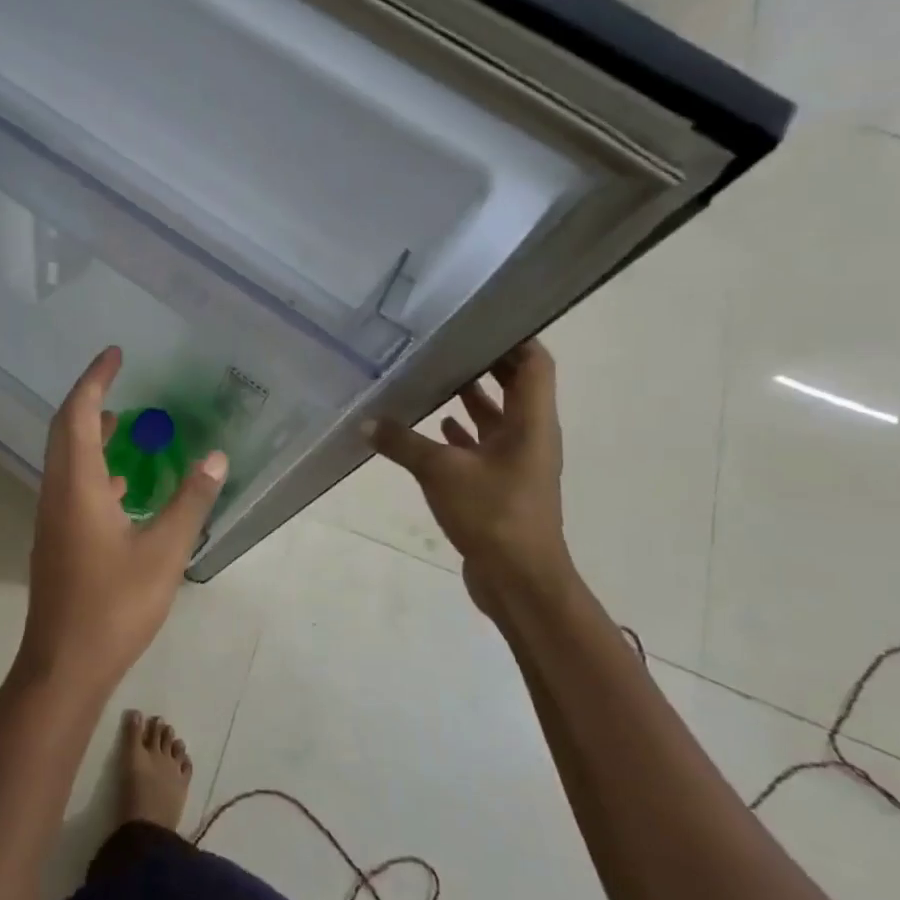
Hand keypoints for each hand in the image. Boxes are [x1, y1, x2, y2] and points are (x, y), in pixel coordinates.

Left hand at [17, 347, 228, 697]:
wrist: (64, 665)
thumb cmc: (114, 606)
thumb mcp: (164, 551)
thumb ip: (190, 501)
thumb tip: (215, 456)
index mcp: (77, 485)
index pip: (80, 414)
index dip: (95, 379)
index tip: (115, 353)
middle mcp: (57, 492)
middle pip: (67, 429)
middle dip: (91, 397)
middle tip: (120, 375)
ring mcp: (53, 517)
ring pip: (67, 458)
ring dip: (92, 433)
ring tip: (126, 422)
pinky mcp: (57, 539)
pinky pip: (73, 485)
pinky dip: (94, 468)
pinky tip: (123, 485)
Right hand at [368, 340, 574, 615]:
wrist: (519, 580)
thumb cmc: (492, 514)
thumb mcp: (440, 472)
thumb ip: (402, 442)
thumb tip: (365, 422)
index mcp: (531, 422)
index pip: (533, 363)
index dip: (513, 337)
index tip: (478, 319)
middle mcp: (530, 435)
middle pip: (515, 386)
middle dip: (484, 363)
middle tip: (444, 343)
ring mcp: (516, 462)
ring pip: (497, 418)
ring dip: (470, 398)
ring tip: (432, 377)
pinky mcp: (500, 485)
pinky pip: (481, 446)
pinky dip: (461, 434)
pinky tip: (431, 427)